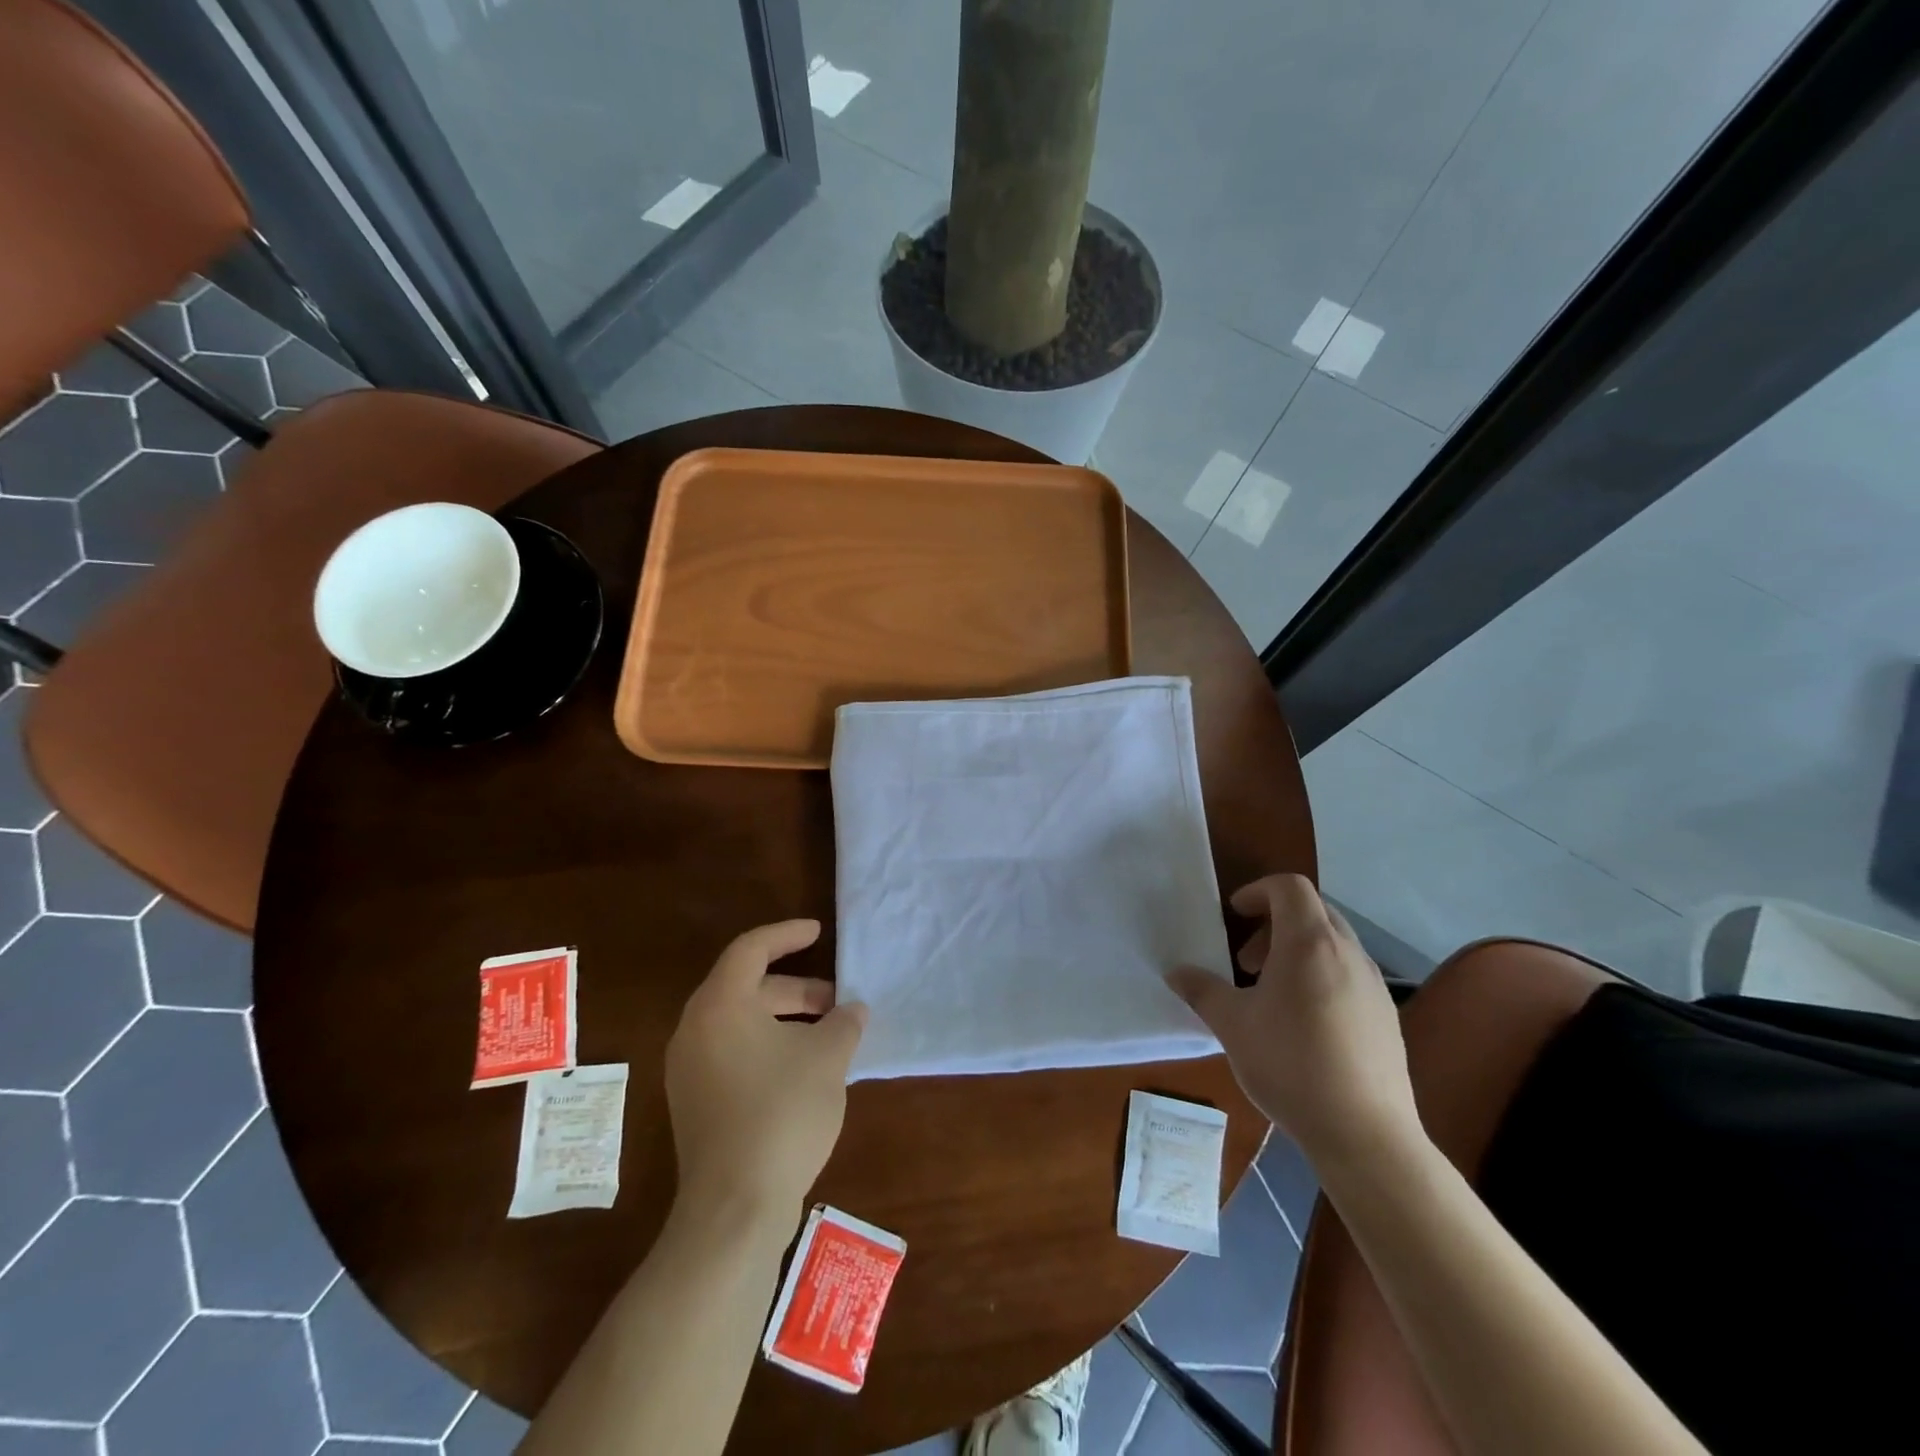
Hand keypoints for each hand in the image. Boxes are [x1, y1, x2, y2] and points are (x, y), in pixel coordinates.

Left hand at [664, 920, 866, 1220]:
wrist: (734, 1208)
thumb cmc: (781, 1113)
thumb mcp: (827, 1058)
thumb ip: (844, 1023)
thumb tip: (852, 1011)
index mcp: (720, 1005)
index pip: (751, 949)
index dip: (787, 935)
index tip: (818, 932)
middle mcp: (695, 1030)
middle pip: (747, 988)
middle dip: (796, 989)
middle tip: (836, 1001)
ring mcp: (689, 1070)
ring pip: (741, 1023)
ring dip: (785, 1020)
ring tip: (828, 1036)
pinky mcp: (694, 1103)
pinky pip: (733, 1053)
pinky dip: (768, 1046)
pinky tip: (803, 1069)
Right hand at [1167, 874, 1421, 1169]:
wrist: (1365, 1134)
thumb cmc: (1290, 1064)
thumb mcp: (1232, 1025)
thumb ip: (1202, 990)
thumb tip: (1175, 972)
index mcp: (1309, 943)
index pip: (1290, 887)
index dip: (1258, 891)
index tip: (1235, 915)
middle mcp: (1348, 953)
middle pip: (1313, 911)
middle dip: (1275, 924)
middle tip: (1247, 961)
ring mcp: (1373, 984)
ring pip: (1333, 944)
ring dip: (1298, 952)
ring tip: (1272, 994)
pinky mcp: (1387, 1016)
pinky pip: (1350, 974)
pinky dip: (1322, 977)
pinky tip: (1304, 1025)